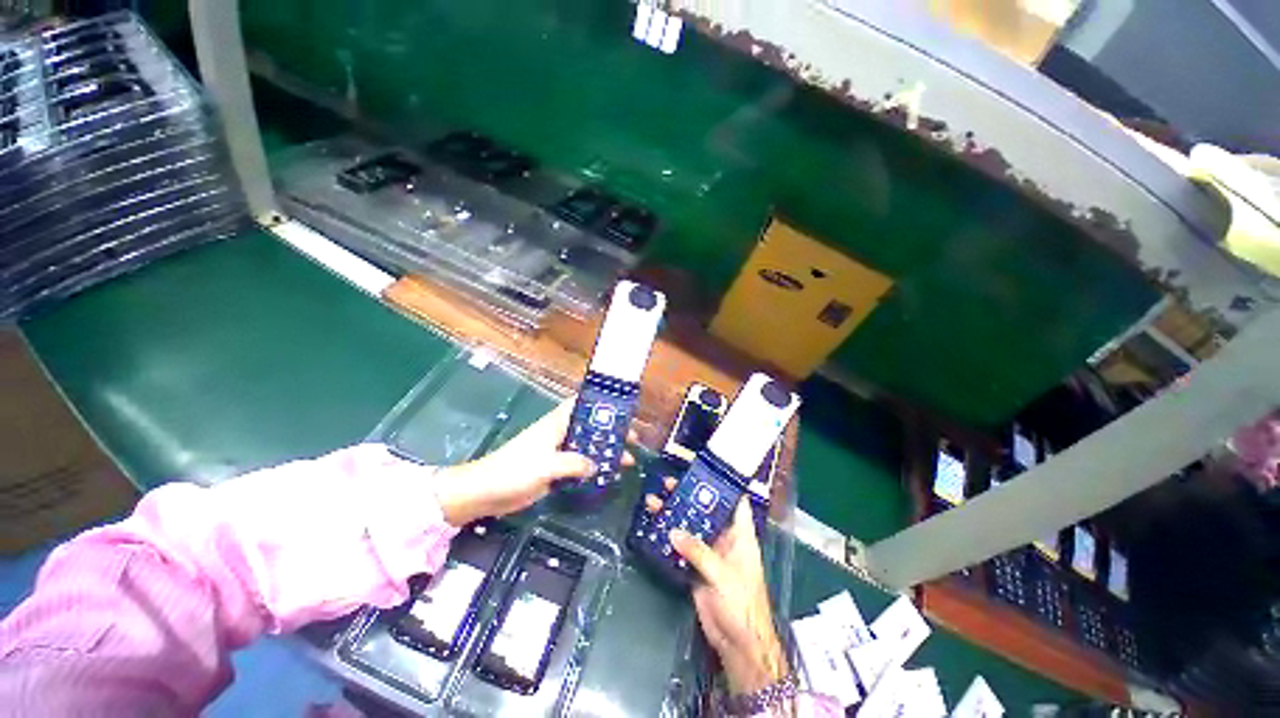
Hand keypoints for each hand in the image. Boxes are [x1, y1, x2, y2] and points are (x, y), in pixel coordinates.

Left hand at [432, 397, 635, 525]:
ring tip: (627, 462)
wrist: (485, 492)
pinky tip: (607, 477)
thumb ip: (574, 463)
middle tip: (632, 440)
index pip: (580, 404)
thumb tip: (596, 465)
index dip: (600, 403)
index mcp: (556, 423)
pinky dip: (593, 468)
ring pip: (587, 447)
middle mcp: (559, 433)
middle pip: (590, 427)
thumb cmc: (514, 470)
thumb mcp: (547, 465)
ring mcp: (556, 452)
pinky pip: (579, 465)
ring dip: (605, 452)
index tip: (621, 409)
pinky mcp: (554, 470)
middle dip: (611, 432)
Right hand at [671, 498, 788, 694]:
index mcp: (740, 535)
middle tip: (668, 483)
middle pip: (707, 511)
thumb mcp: (722, 573)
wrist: (738, 643)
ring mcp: (710, 553)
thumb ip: (698, 551)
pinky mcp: (696, 568)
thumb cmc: (741, 603)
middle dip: (689, 496)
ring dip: (674, 516)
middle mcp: (725, 539)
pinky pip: (681, 548)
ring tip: (654, 501)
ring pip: (691, 527)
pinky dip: (669, 538)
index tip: (705, 469)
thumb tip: (672, 531)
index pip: (736, 502)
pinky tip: (655, 527)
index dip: (724, 485)